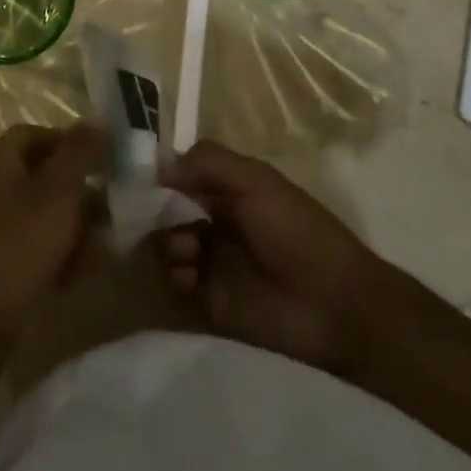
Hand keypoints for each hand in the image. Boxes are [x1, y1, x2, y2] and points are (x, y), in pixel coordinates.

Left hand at [0, 123, 105, 335]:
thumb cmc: (18, 246)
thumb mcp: (58, 193)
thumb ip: (79, 153)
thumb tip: (95, 119)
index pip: (34, 133)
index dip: (69, 141)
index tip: (101, 160)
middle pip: (41, 175)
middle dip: (78, 190)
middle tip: (110, 207)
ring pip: (41, 213)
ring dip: (73, 224)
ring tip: (102, 243)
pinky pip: (32, 246)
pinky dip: (57, 254)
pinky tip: (79, 273)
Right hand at [158, 142, 419, 375]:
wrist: (335, 307)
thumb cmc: (297, 232)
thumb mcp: (255, 181)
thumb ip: (207, 163)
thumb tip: (158, 165)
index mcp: (231, 188)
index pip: (184, 172)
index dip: (160, 172)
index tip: (135, 174)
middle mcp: (217, 219)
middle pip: (169, 208)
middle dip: (156, 209)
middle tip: (149, 215)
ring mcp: (213, 260)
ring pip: (168, 242)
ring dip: (167, 241)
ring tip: (186, 251)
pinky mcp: (210, 300)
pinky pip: (177, 282)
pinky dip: (175, 274)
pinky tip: (189, 276)